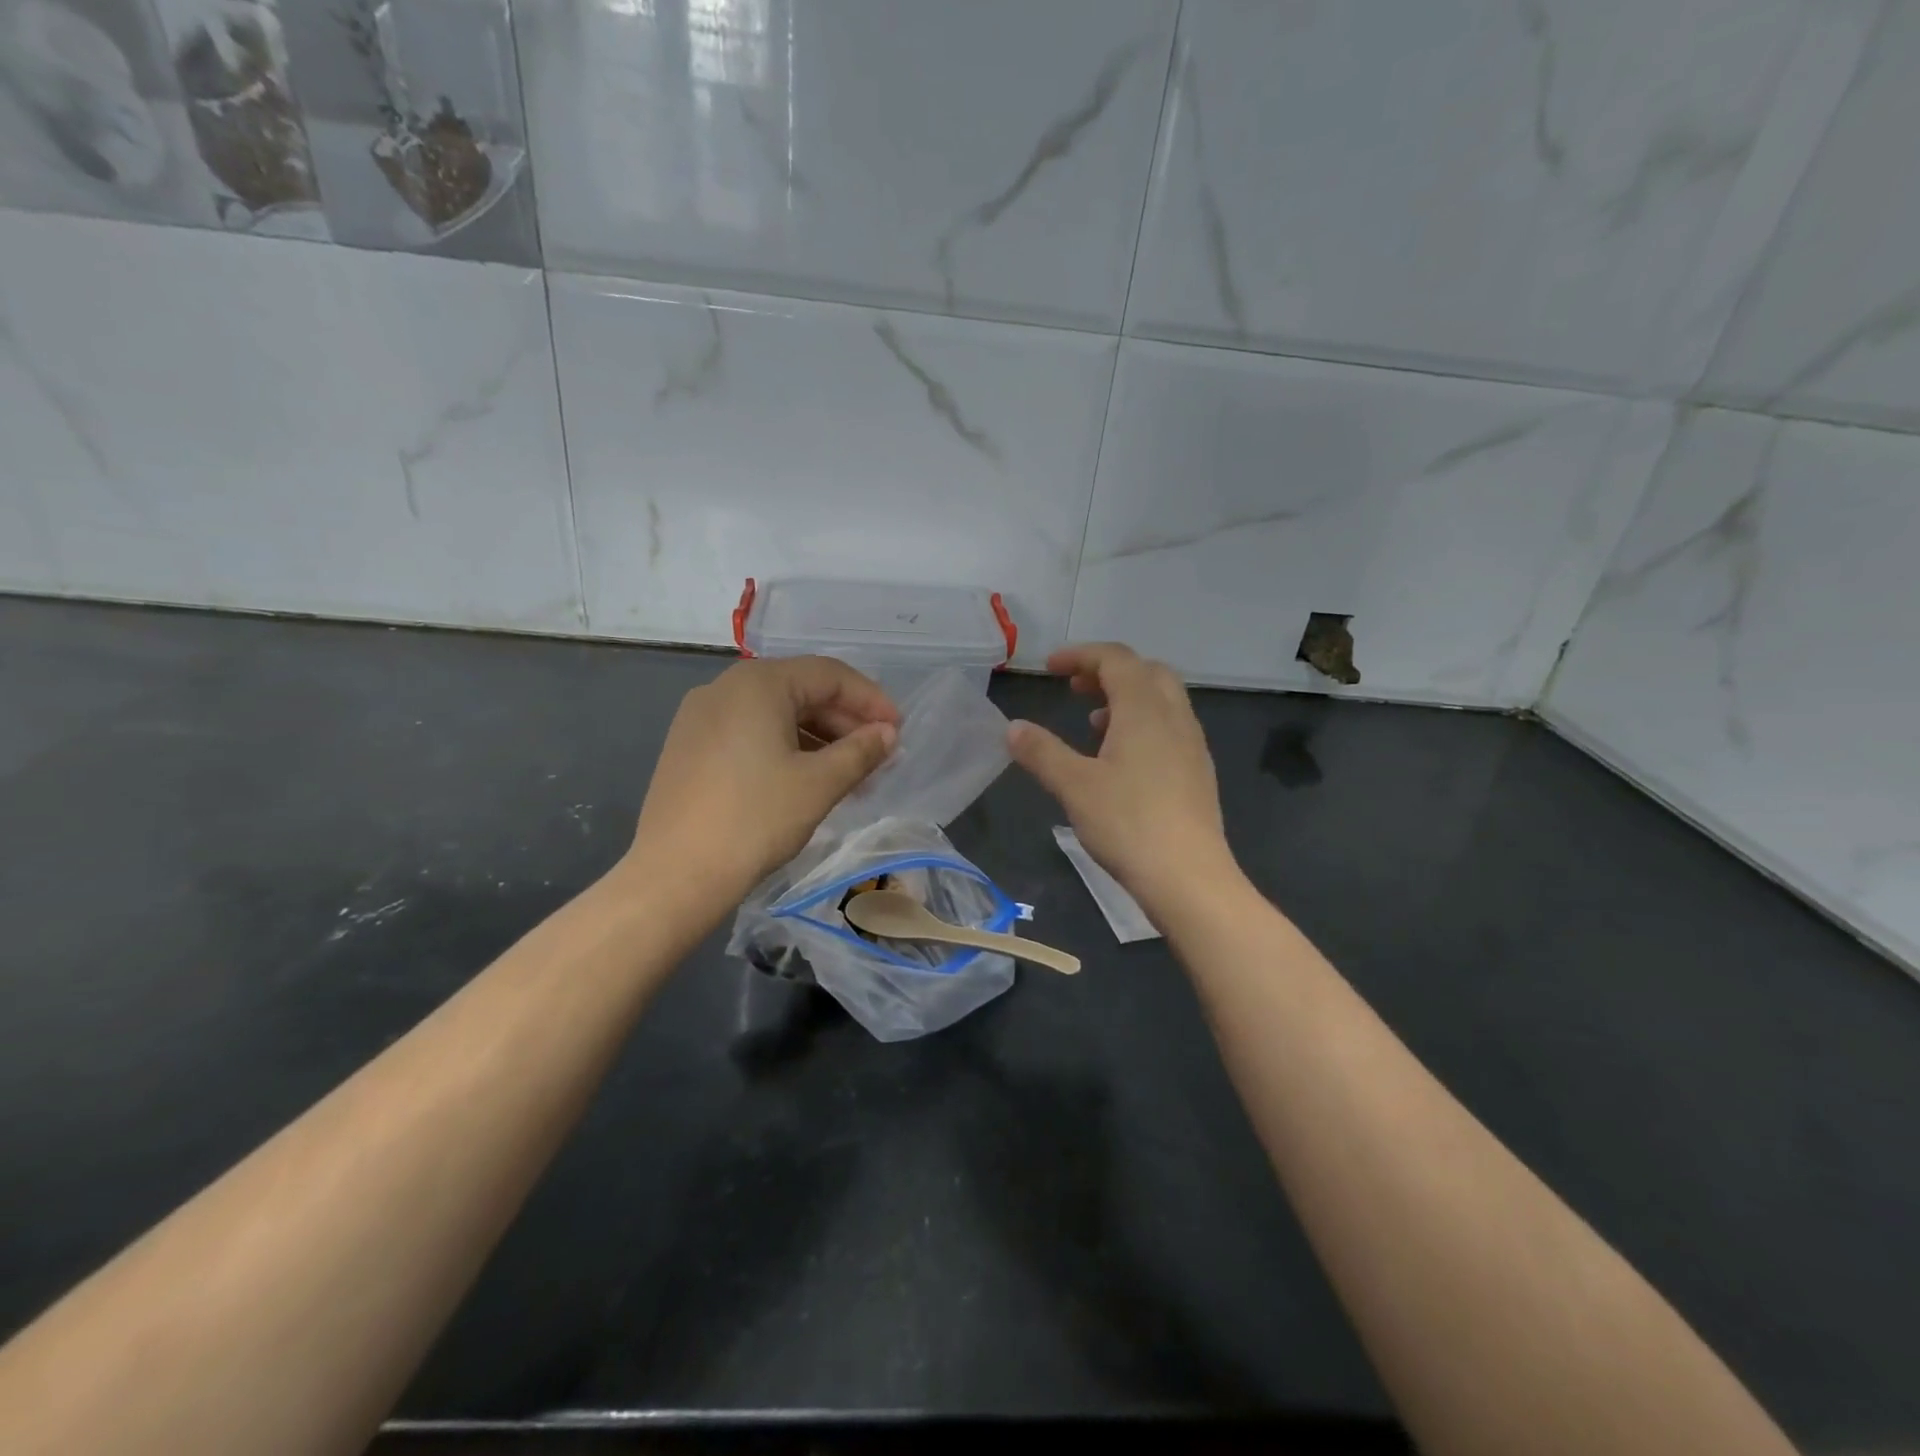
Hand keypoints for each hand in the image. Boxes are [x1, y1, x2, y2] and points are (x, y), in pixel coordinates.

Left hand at [624, 657, 899, 904]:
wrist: (675, 875)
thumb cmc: (755, 819)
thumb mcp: (819, 784)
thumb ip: (861, 751)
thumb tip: (888, 734)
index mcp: (758, 683)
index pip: (829, 675)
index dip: (871, 700)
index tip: (898, 731)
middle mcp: (725, 687)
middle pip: (801, 690)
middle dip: (845, 721)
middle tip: (878, 756)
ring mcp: (701, 717)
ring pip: (775, 714)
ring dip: (818, 738)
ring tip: (849, 775)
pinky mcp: (689, 747)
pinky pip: (750, 733)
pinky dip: (785, 748)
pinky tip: (806, 780)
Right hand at [1008, 643, 1234, 914]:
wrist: (1189, 877)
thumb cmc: (1128, 824)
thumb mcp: (1074, 787)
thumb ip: (1042, 752)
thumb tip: (1013, 728)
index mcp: (1145, 710)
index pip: (1116, 659)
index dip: (1080, 655)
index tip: (1049, 669)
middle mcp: (1175, 717)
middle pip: (1146, 672)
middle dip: (1107, 671)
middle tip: (1075, 689)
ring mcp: (1192, 745)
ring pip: (1161, 700)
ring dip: (1126, 698)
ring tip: (1093, 723)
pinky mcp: (1198, 772)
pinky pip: (1170, 727)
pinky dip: (1143, 724)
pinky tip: (1122, 760)